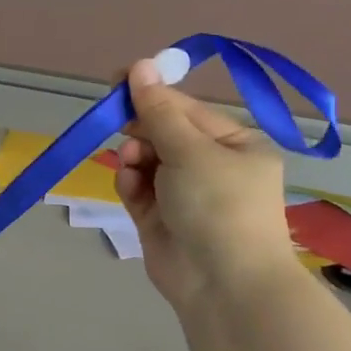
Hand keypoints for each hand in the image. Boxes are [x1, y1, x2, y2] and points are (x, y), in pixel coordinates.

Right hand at [116, 59, 296, 313]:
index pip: (186, 109)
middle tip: (119, 123)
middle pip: (164, 133)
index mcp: (234, 145)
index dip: (152, 93)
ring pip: (146, 161)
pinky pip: (138, 189)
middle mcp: (211, 167)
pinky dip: (130, 183)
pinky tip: (129, 184)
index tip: (116, 81)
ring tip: (131, 163)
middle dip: (141, 129)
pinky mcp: (160, 219)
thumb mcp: (190, 150)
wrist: (223, 285)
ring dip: (134, 157)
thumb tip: (140, 64)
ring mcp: (184, 195)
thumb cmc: (218, 205)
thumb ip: (158, 111)